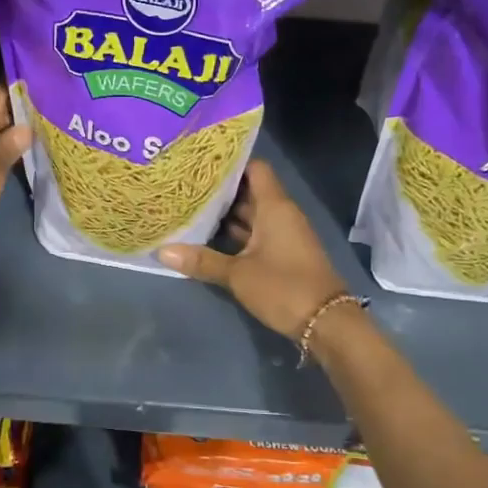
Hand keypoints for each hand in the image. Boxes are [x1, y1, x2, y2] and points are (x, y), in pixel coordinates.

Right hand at [157, 160, 349, 339]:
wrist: (326, 323)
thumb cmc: (284, 287)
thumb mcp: (238, 274)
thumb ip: (201, 261)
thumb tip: (161, 251)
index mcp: (275, 207)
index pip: (255, 169)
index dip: (231, 163)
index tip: (202, 164)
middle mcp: (280, 214)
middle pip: (250, 191)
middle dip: (221, 190)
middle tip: (187, 185)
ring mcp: (283, 234)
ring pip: (252, 214)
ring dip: (227, 213)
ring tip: (191, 207)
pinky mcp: (283, 254)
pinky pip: (256, 233)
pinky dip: (236, 233)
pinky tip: (210, 236)